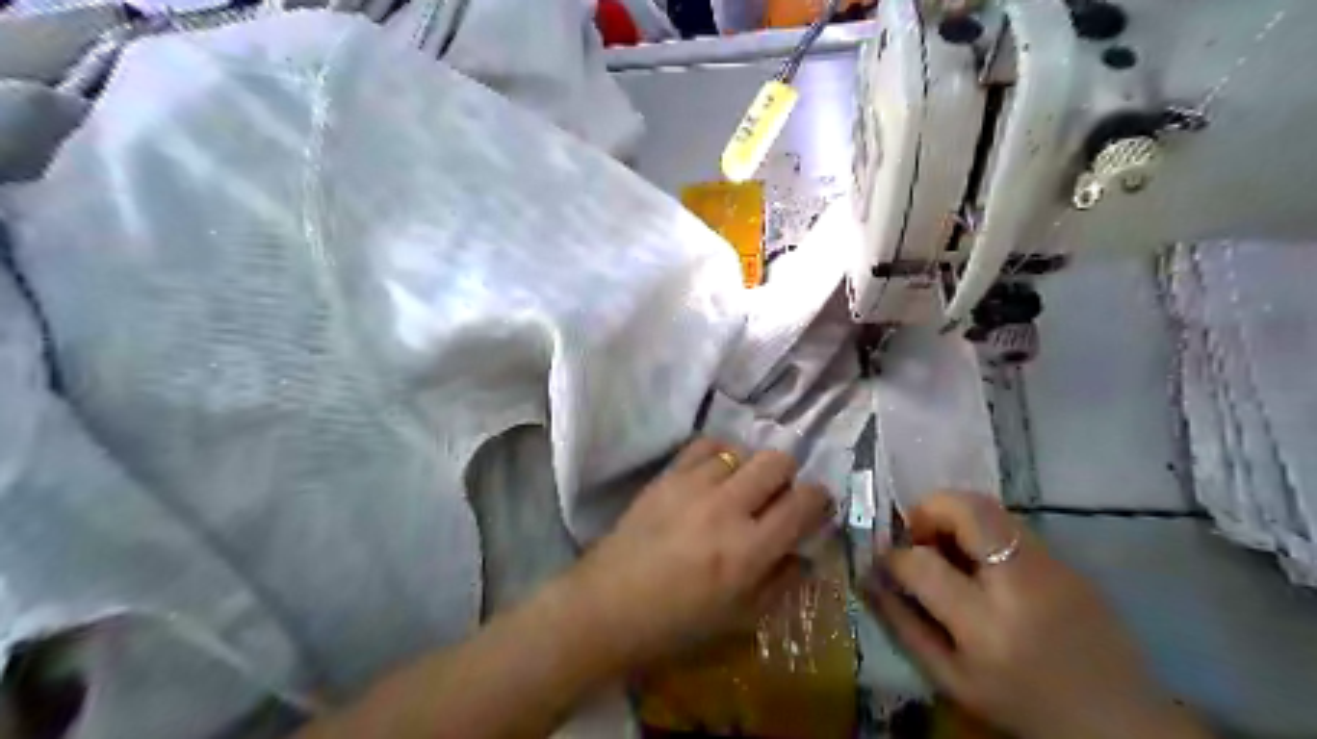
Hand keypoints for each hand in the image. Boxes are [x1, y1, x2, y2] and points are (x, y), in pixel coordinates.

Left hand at [565, 439, 832, 668]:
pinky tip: (714, 474)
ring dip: (750, 468)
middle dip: (787, 476)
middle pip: (778, 461)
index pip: (804, 502)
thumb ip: (782, 582)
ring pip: (743, 450)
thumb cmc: (676, 624)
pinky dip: (719, 455)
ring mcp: (694, 486)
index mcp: (749, 550)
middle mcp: (727, 508)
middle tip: (776, 498)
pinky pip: (706, 445)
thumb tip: (805, 553)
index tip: (815, 506)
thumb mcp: (740, 619)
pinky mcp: (667, 475)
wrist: (609, 605)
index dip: (819, 499)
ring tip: (739, 489)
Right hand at [861, 491, 1206, 737]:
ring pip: (989, 507)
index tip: (887, 561)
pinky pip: (1011, 526)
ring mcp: (1051, 565)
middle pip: (964, 508)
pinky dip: (983, 531)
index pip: (921, 563)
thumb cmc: (1022, 705)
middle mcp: (1020, 584)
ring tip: (948, 547)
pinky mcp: (1068, 561)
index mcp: (985, 625)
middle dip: (927, 509)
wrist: (1117, 721)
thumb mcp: (952, 680)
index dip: (893, 555)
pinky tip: (983, 563)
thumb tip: (870, 577)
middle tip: (918, 534)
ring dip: (955, 515)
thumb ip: (904, 625)